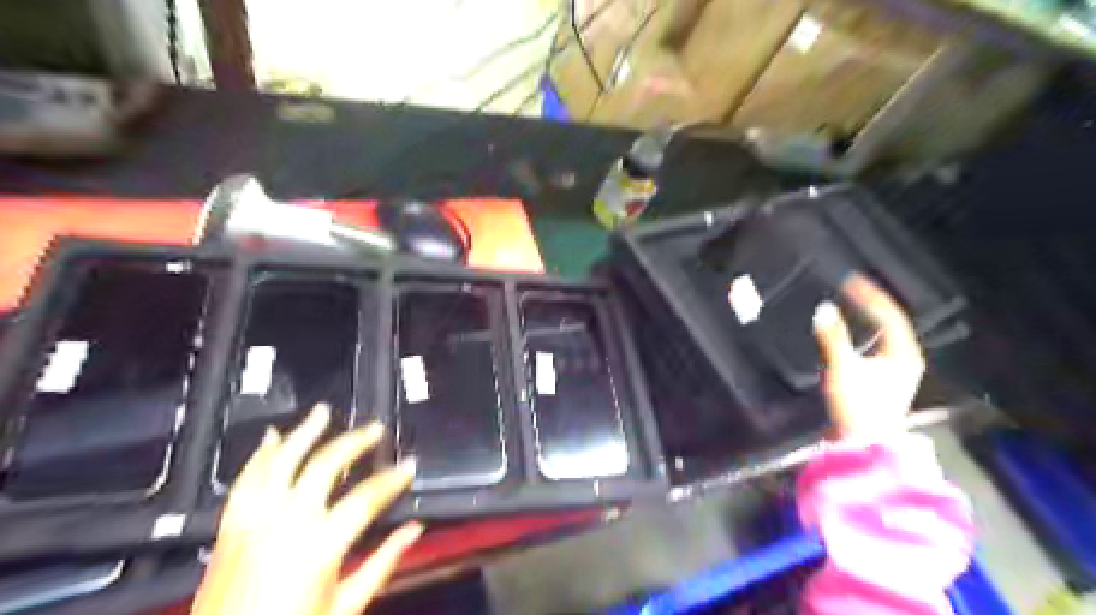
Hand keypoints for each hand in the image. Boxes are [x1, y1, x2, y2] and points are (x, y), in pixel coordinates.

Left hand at [192, 403, 419, 613]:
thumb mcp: (346, 607)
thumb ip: (383, 562)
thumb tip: (415, 529)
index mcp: (319, 546)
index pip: (366, 498)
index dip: (392, 479)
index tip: (409, 466)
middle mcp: (286, 524)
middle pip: (324, 465)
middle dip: (354, 442)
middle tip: (374, 429)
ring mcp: (254, 521)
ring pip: (281, 462)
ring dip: (304, 433)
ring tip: (323, 413)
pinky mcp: (231, 527)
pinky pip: (246, 481)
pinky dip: (260, 456)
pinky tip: (272, 439)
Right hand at [813, 277, 921, 440]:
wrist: (866, 444)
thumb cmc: (858, 406)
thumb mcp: (843, 369)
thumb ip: (833, 338)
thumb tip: (824, 310)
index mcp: (902, 353)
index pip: (890, 315)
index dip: (871, 296)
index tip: (851, 281)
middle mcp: (906, 358)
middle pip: (893, 322)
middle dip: (873, 303)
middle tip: (852, 289)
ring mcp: (900, 370)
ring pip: (887, 334)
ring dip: (871, 317)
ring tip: (854, 303)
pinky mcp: (888, 380)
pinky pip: (881, 344)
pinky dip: (868, 332)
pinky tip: (855, 332)